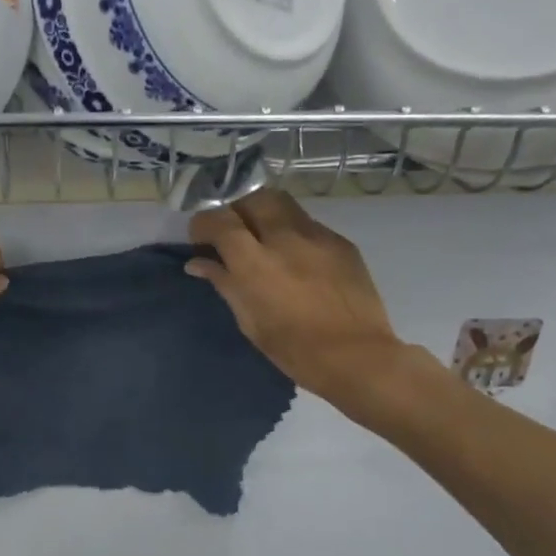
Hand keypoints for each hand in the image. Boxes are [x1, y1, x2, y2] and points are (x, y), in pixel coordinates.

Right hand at [188, 189, 430, 417]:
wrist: (357, 357)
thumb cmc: (294, 350)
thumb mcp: (249, 321)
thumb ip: (224, 283)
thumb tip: (198, 263)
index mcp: (255, 263)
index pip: (219, 220)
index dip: (203, 224)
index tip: (199, 239)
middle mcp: (285, 238)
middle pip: (253, 198)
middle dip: (236, 209)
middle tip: (232, 232)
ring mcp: (317, 236)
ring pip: (283, 204)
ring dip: (264, 214)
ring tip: (262, 238)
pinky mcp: (341, 242)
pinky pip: (308, 224)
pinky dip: (292, 232)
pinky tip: (296, 257)